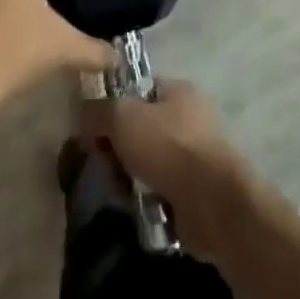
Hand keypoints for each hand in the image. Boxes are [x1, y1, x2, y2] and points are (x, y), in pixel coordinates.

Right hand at [82, 80, 268, 262]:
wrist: (214, 204)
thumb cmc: (168, 147)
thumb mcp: (122, 117)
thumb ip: (98, 111)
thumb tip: (85, 116)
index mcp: (178, 90)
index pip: (136, 90)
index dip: (112, 107)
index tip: (94, 132)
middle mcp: (191, 117)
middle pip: (142, 128)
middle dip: (120, 148)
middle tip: (106, 166)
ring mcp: (198, 155)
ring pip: (150, 161)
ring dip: (133, 177)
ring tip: (121, 192)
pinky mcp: (199, 191)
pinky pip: (163, 190)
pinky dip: (149, 199)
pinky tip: (138, 208)